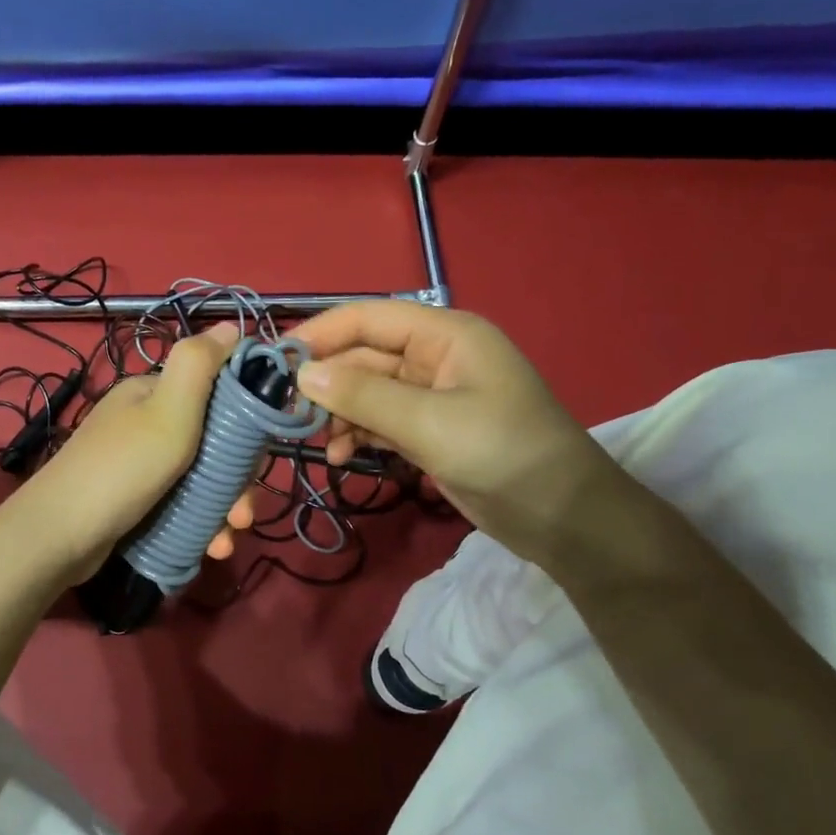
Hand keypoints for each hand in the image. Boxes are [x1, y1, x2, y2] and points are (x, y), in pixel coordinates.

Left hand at [6, 322, 255, 583]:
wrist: (58, 536)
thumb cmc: (122, 469)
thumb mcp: (167, 410)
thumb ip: (198, 364)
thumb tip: (229, 325)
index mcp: (153, 394)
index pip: (216, 392)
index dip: (245, 420)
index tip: (261, 454)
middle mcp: (145, 423)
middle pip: (213, 442)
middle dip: (237, 479)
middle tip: (243, 514)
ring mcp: (139, 464)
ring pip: (200, 479)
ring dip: (223, 508)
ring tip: (228, 539)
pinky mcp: (135, 500)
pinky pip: (180, 505)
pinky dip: (200, 524)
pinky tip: (211, 547)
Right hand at [294, 300, 614, 565]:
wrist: (562, 516)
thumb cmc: (503, 454)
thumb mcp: (429, 423)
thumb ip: (363, 397)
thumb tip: (301, 374)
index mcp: (444, 335)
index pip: (367, 318)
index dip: (319, 333)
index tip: (273, 362)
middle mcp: (434, 357)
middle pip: (362, 357)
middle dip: (325, 383)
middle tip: (284, 413)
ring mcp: (431, 396)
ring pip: (366, 392)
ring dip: (338, 414)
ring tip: (316, 443)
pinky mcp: (428, 430)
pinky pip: (379, 421)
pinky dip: (357, 435)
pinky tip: (340, 457)